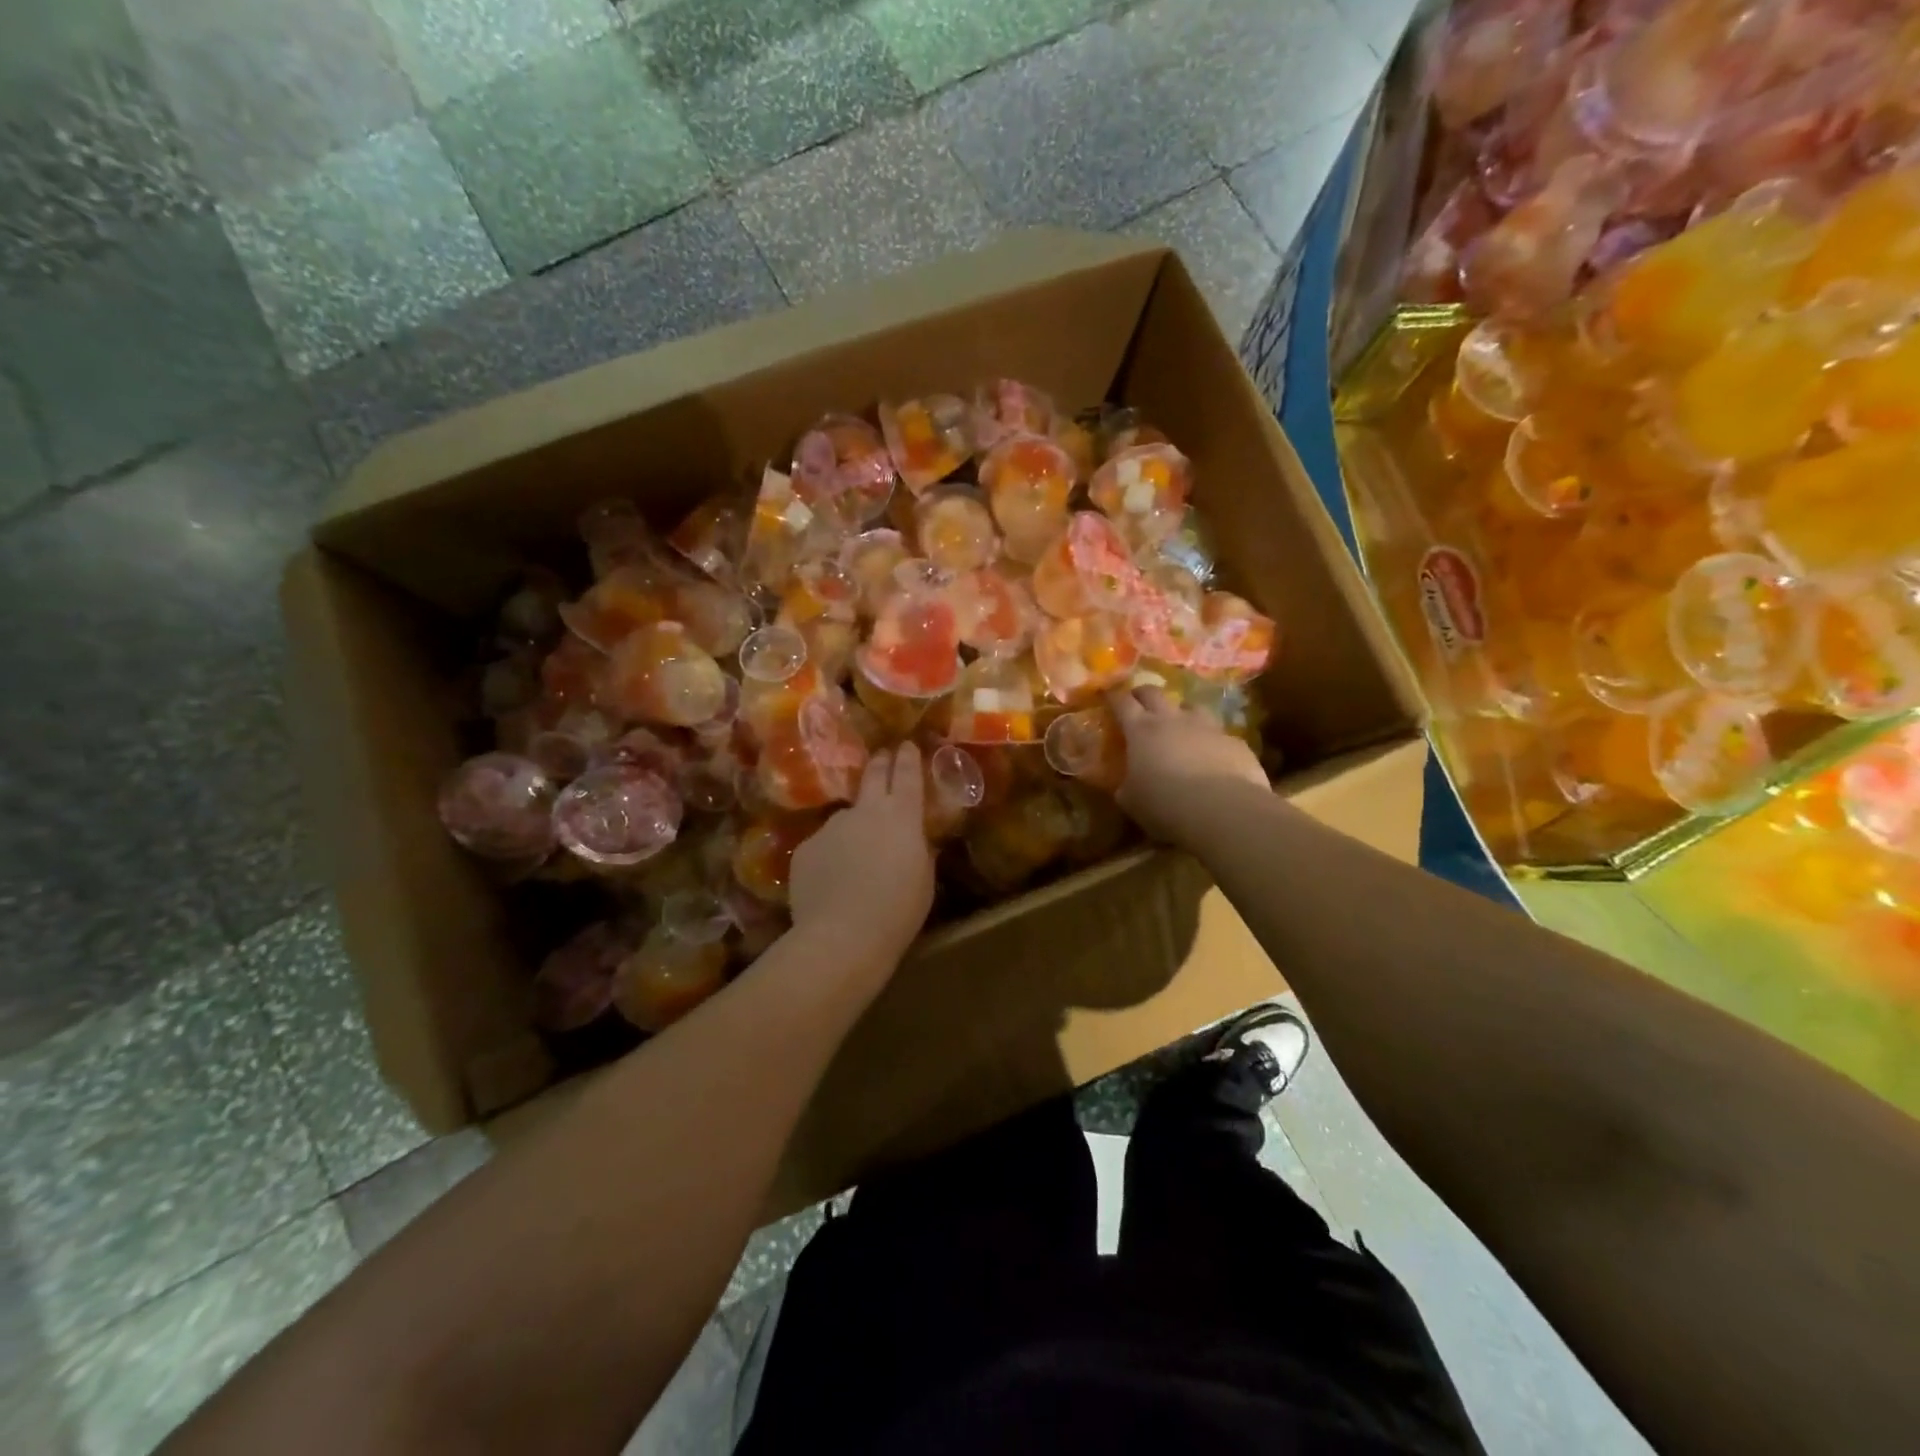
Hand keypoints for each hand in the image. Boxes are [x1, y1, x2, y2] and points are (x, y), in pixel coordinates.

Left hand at [788, 742, 935, 970]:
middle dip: (881, 763)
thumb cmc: (898, 910)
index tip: (907, 745)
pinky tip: (832, 882)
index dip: (908, 757)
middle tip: (884, 757)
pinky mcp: (806, 847)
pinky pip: (824, 845)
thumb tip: (914, 840)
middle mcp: (865, 811)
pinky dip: (830, 856)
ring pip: (846, 818)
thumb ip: (919, 851)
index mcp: (902, 816)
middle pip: (873, 776)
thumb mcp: (923, 879)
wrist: (842, 935)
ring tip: (856, 858)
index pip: (907, 774)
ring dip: (854, 827)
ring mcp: (831, 826)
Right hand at [1108, 686, 1269, 845]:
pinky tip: (1212, 757)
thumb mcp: (1131, 801)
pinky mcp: (1235, 741)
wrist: (1224, 811)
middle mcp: (1173, 720)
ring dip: (1181, 712)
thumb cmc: (1166, 805)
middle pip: (1154, 693)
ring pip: (1191, 706)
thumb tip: (1124, 784)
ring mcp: (1208, 727)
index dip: (1113, 697)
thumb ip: (1125, 786)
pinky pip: (1219, 734)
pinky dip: (1210, 741)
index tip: (1108, 695)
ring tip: (1179, 725)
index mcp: (1141, 730)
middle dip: (1143, 694)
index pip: (1122, 702)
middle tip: (1138, 701)